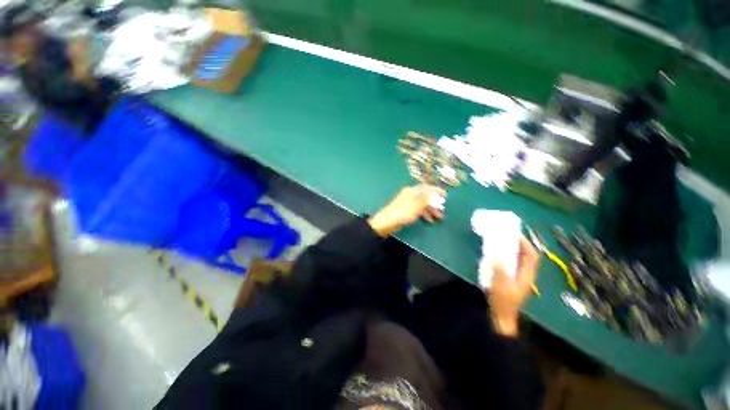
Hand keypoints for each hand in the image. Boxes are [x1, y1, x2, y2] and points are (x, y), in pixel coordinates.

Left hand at [368, 185, 445, 236]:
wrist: (387, 222)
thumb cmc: (402, 213)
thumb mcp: (416, 205)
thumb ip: (426, 198)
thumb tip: (433, 193)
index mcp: (412, 191)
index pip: (426, 188)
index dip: (436, 190)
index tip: (445, 195)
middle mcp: (410, 195)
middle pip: (425, 196)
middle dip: (435, 203)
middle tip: (443, 209)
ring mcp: (407, 202)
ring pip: (422, 204)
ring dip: (431, 210)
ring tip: (439, 217)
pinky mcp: (406, 210)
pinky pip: (418, 210)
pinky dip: (424, 214)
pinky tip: (429, 220)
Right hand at [487, 236, 539, 336]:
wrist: (502, 316)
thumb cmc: (503, 302)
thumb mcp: (501, 286)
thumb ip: (500, 270)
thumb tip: (497, 255)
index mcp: (526, 275)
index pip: (531, 255)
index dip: (525, 243)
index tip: (515, 234)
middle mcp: (525, 274)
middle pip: (526, 255)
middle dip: (518, 243)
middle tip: (506, 234)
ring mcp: (518, 276)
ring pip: (518, 258)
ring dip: (511, 248)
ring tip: (500, 240)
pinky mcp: (510, 277)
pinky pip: (510, 262)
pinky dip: (505, 255)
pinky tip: (496, 253)